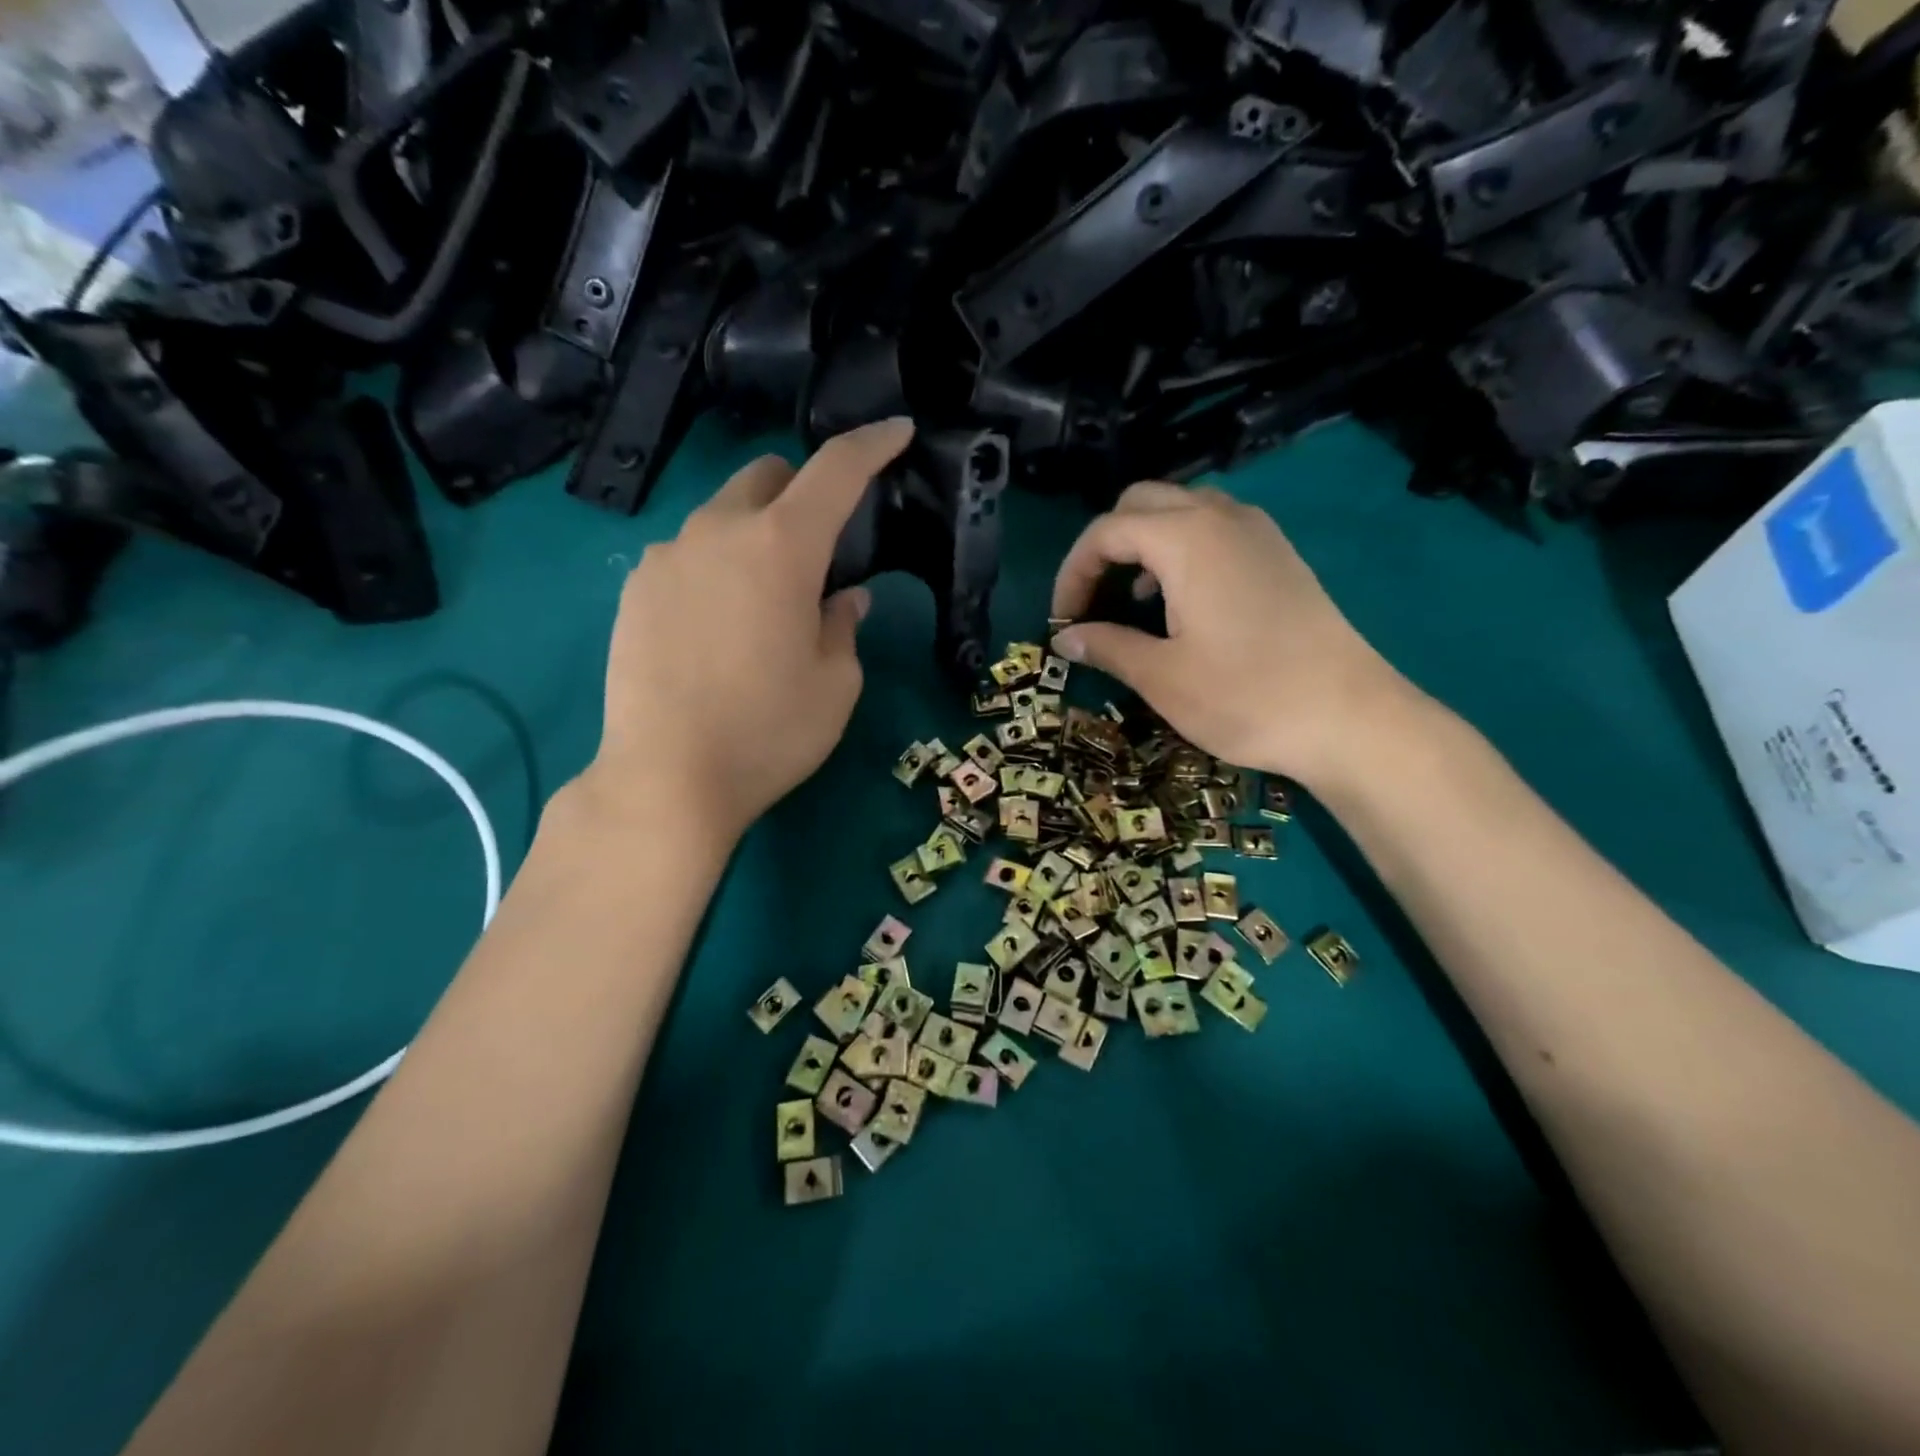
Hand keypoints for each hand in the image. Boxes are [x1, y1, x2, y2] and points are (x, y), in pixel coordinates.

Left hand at [581, 418, 913, 841]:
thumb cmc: (769, 732)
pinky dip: (716, 566)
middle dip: (802, 492)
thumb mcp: (835, 684)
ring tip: (764, 600)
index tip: (896, 433)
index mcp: (781, 547)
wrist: (665, 779)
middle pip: (767, 476)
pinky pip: (687, 554)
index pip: (834, 471)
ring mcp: (667, 557)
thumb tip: (842, 597)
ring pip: (722, 515)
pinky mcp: (634, 590)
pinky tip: (718, 625)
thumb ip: (843, 625)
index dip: (871, 445)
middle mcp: (718, 532)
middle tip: (821, 546)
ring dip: (755, 534)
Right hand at [1050, 483, 1416, 788]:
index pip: (1106, 531)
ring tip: (1132, 602)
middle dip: (1105, 547)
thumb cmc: (1245, 696)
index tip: (1062, 621)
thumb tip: (1067, 638)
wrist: (1349, 717)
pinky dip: (1180, 551)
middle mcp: (1222, 518)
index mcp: (1187, 538)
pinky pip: (1214, 530)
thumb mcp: (1161, 677)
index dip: (1073, 573)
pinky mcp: (1278, 555)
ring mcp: (1257, 533)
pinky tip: (1179, 603)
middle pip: (1142, 503)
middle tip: (1093, 601)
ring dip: (1144, 546)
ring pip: (1181, 511)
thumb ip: (1107, 646)